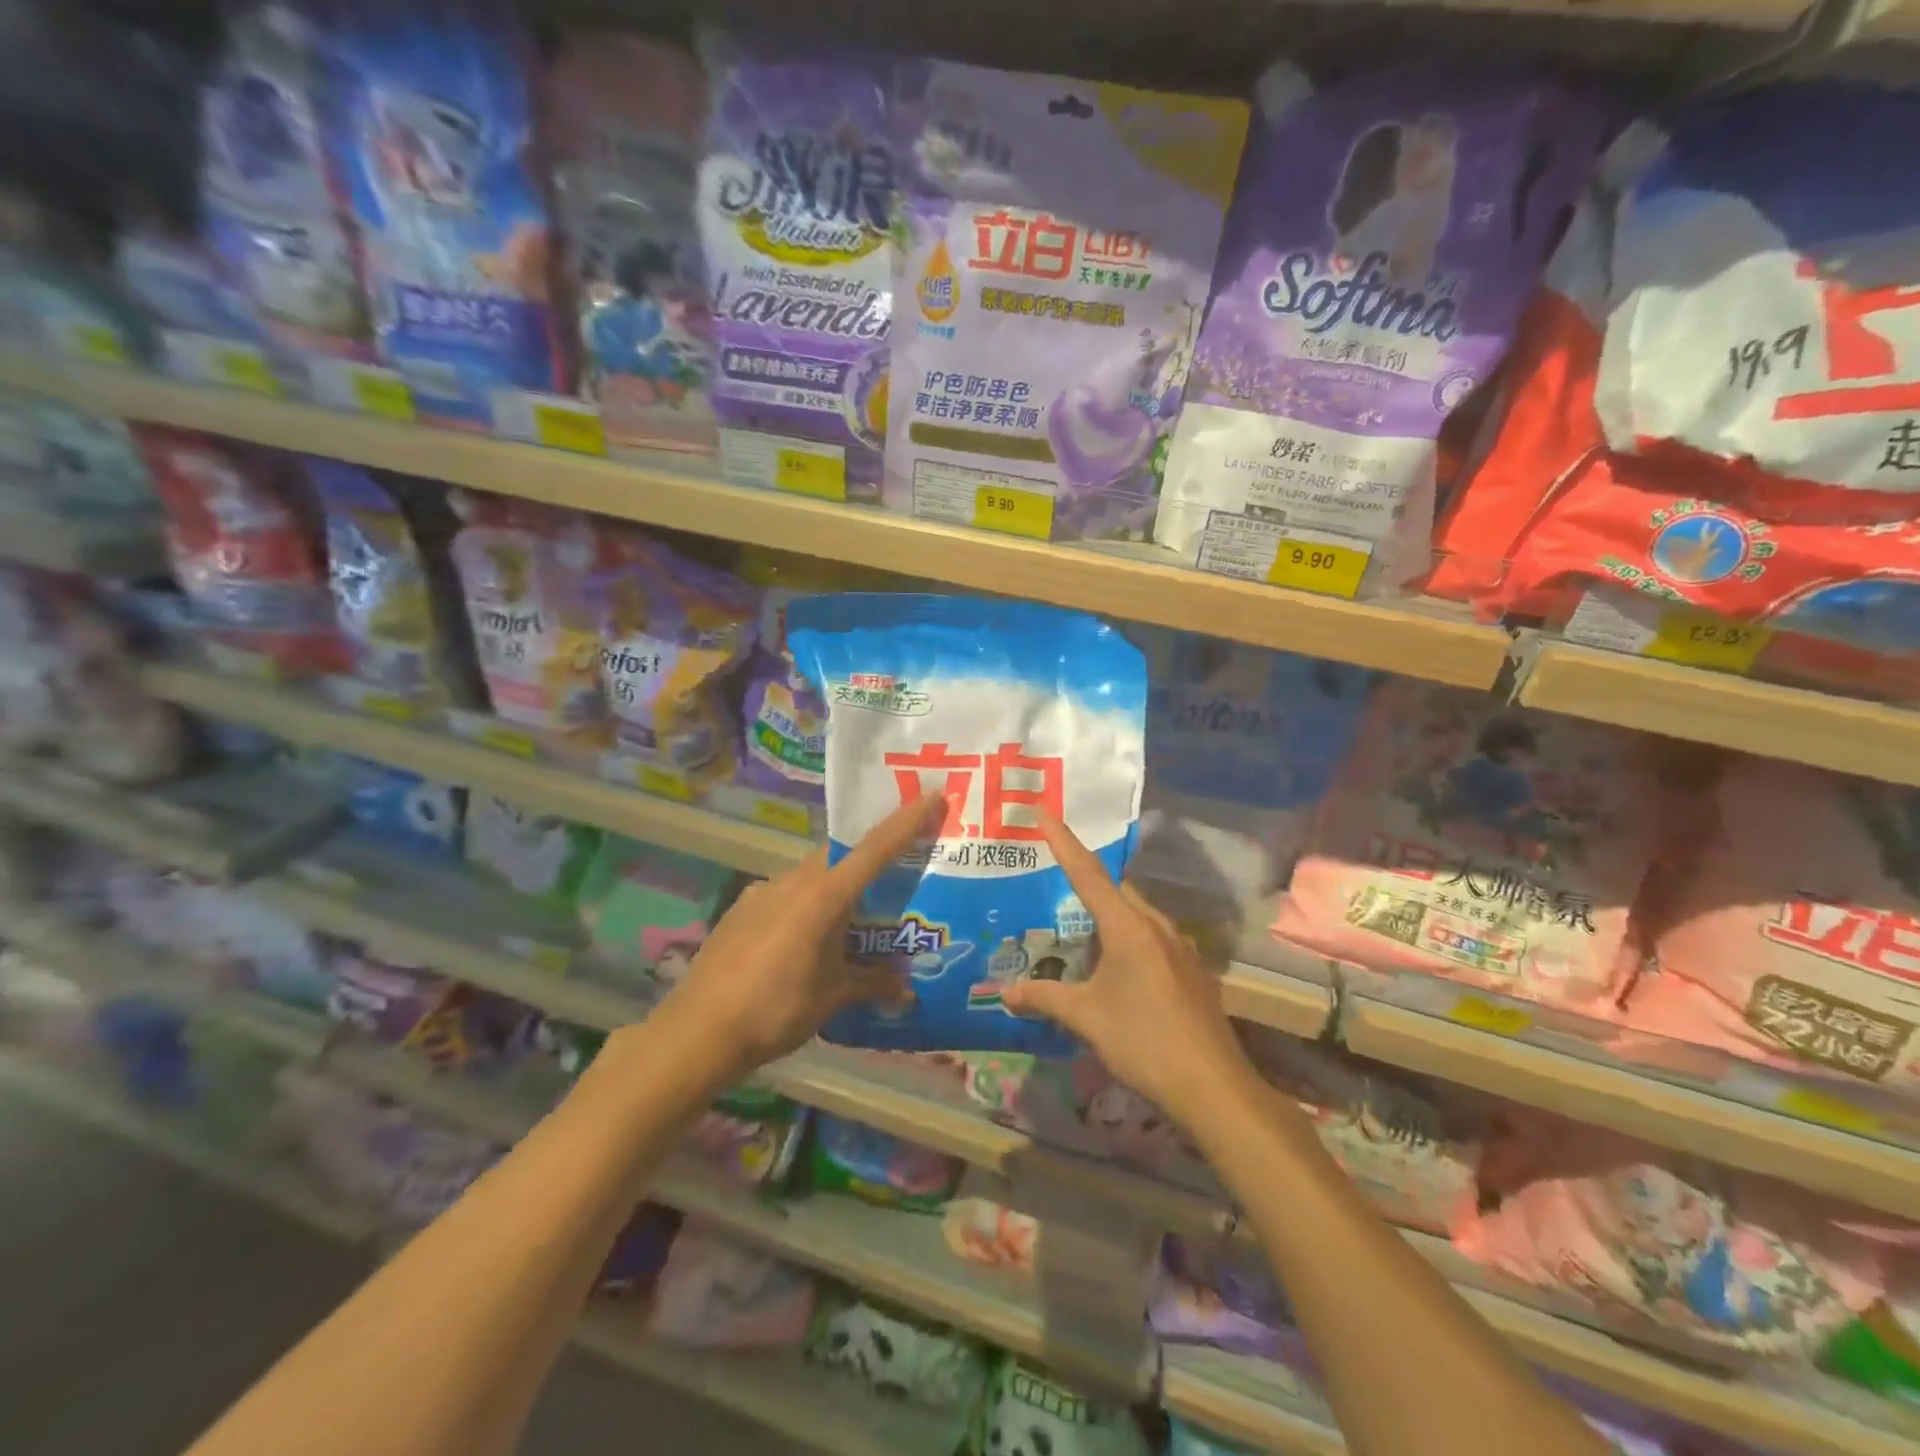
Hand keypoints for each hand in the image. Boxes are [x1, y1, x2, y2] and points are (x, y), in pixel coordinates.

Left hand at [659, 793, 944, 1080]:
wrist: (699, 1031)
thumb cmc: (776, 1009)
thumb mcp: (833, 997)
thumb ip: (872, 984)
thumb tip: (906, 991)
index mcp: (824, 895)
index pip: (875, 848)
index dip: (907, 821)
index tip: (932, 795)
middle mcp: (794, 881)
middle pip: (840, 857)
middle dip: (867, 863)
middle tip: (889, 883)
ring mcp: (763, 892)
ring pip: (810, 876)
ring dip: (832, 890)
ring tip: (844, 925)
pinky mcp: (741, 909)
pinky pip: (783, 895)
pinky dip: (802, 906)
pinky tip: (800, 943)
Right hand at [1001, 813, 1256, 1131]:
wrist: (1213, 1087)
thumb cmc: (1143, 1042)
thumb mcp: (1086, 1018)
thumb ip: (1045, 998)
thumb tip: (1005, 993)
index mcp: (1128, 927)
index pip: (1087, 873)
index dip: (1063, 842)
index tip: (1045, 813)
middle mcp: (1157, 926)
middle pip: (1116, 890)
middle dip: (1086, 882)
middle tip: (1054, 882)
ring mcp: (1181, 947)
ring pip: (1137, 914)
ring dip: (1110, 914)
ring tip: (1080, 929)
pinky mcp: (1192, 970)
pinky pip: (1153, 938)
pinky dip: (1128, 937)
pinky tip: (1117, 967)